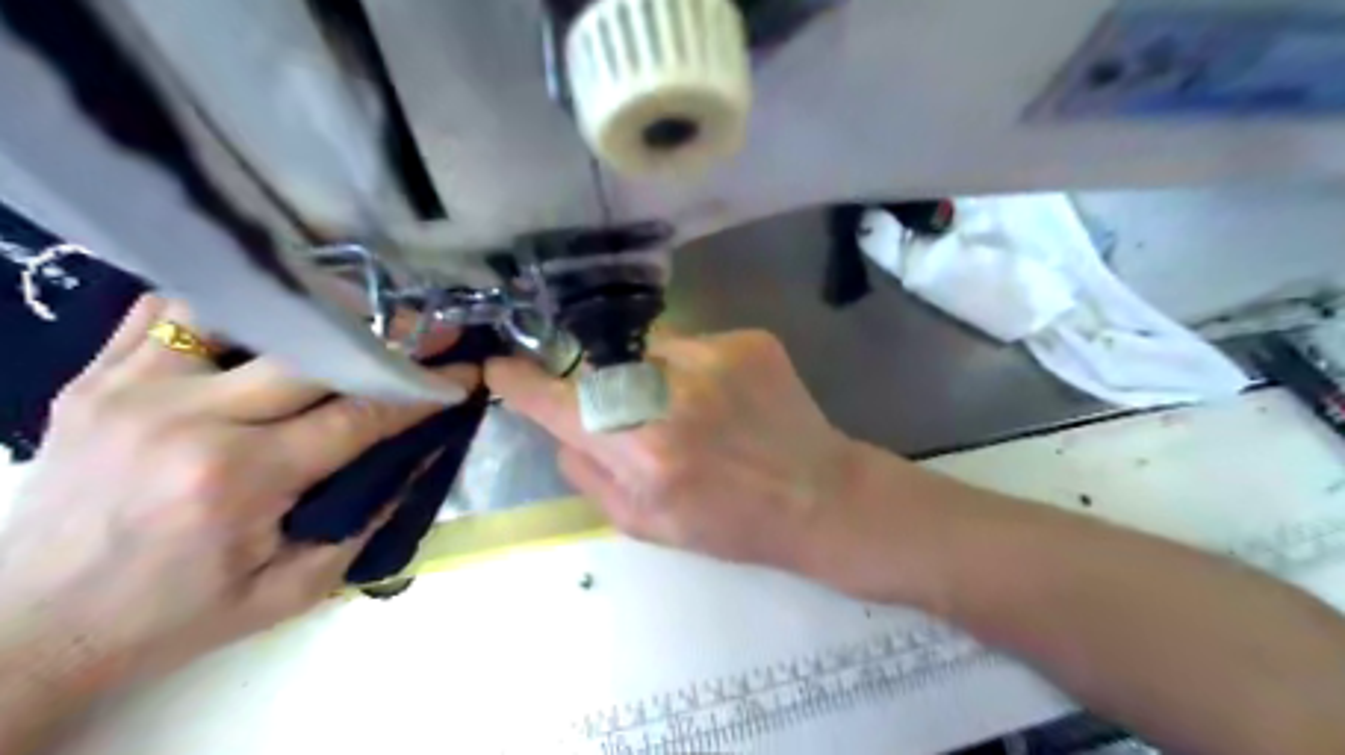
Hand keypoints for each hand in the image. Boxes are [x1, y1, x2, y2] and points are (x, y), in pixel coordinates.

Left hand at [1, 292, 480, 706]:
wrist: (28, 627)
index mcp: (240, 479)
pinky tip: (273, 314)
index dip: (423, 390)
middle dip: (389, 337)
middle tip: (433, 327)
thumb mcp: (292, 589)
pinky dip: (235, 304)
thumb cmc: (176, 615)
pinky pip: (171, 310)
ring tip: (359, 311)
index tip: (465, 372)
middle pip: (315, 352)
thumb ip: (368, 519)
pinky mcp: (97, 378)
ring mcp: (134, 388)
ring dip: (315, 310)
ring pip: (246, 313)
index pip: (359, 414)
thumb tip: (424, 455)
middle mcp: (188, 419)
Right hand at [489, 331, 854, 571]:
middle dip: (604, 388)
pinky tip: (727, 400)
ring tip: (694, 412)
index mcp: (643, 451)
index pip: (559, 401)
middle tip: (638, 417)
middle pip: (603, 367)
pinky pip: (695, 344)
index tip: (501, 367)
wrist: (820, 497)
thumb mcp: (645, 525)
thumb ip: (588, 475)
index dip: (522, 382)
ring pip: (649, 349)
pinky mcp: (749, 340)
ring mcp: (716, 357)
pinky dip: (695, 369)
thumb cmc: (731, 524)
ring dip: (652, 376)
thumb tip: (561, 430)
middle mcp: (673, 394)